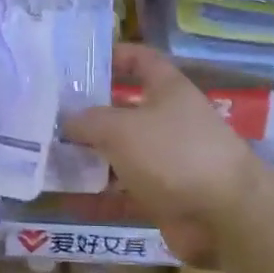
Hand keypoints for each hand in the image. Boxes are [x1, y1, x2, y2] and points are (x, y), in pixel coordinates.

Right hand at [63, 44, 262, 265]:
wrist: (225, 215)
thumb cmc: (173, 153)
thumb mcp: (121, 128)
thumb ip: (88, 121)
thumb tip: (68, 121)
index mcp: (167, 90)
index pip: (141, 60)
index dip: (115, 56)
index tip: (80, 63)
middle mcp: (168, 121)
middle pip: (123, 111)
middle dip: (88, 116)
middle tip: (48, 118)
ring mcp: (167, 161)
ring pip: (120, 155)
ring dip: (89, 159)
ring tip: (48, 160)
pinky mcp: (164, 197)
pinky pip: (124, 193)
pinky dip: (99, 198)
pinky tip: (67, 201)